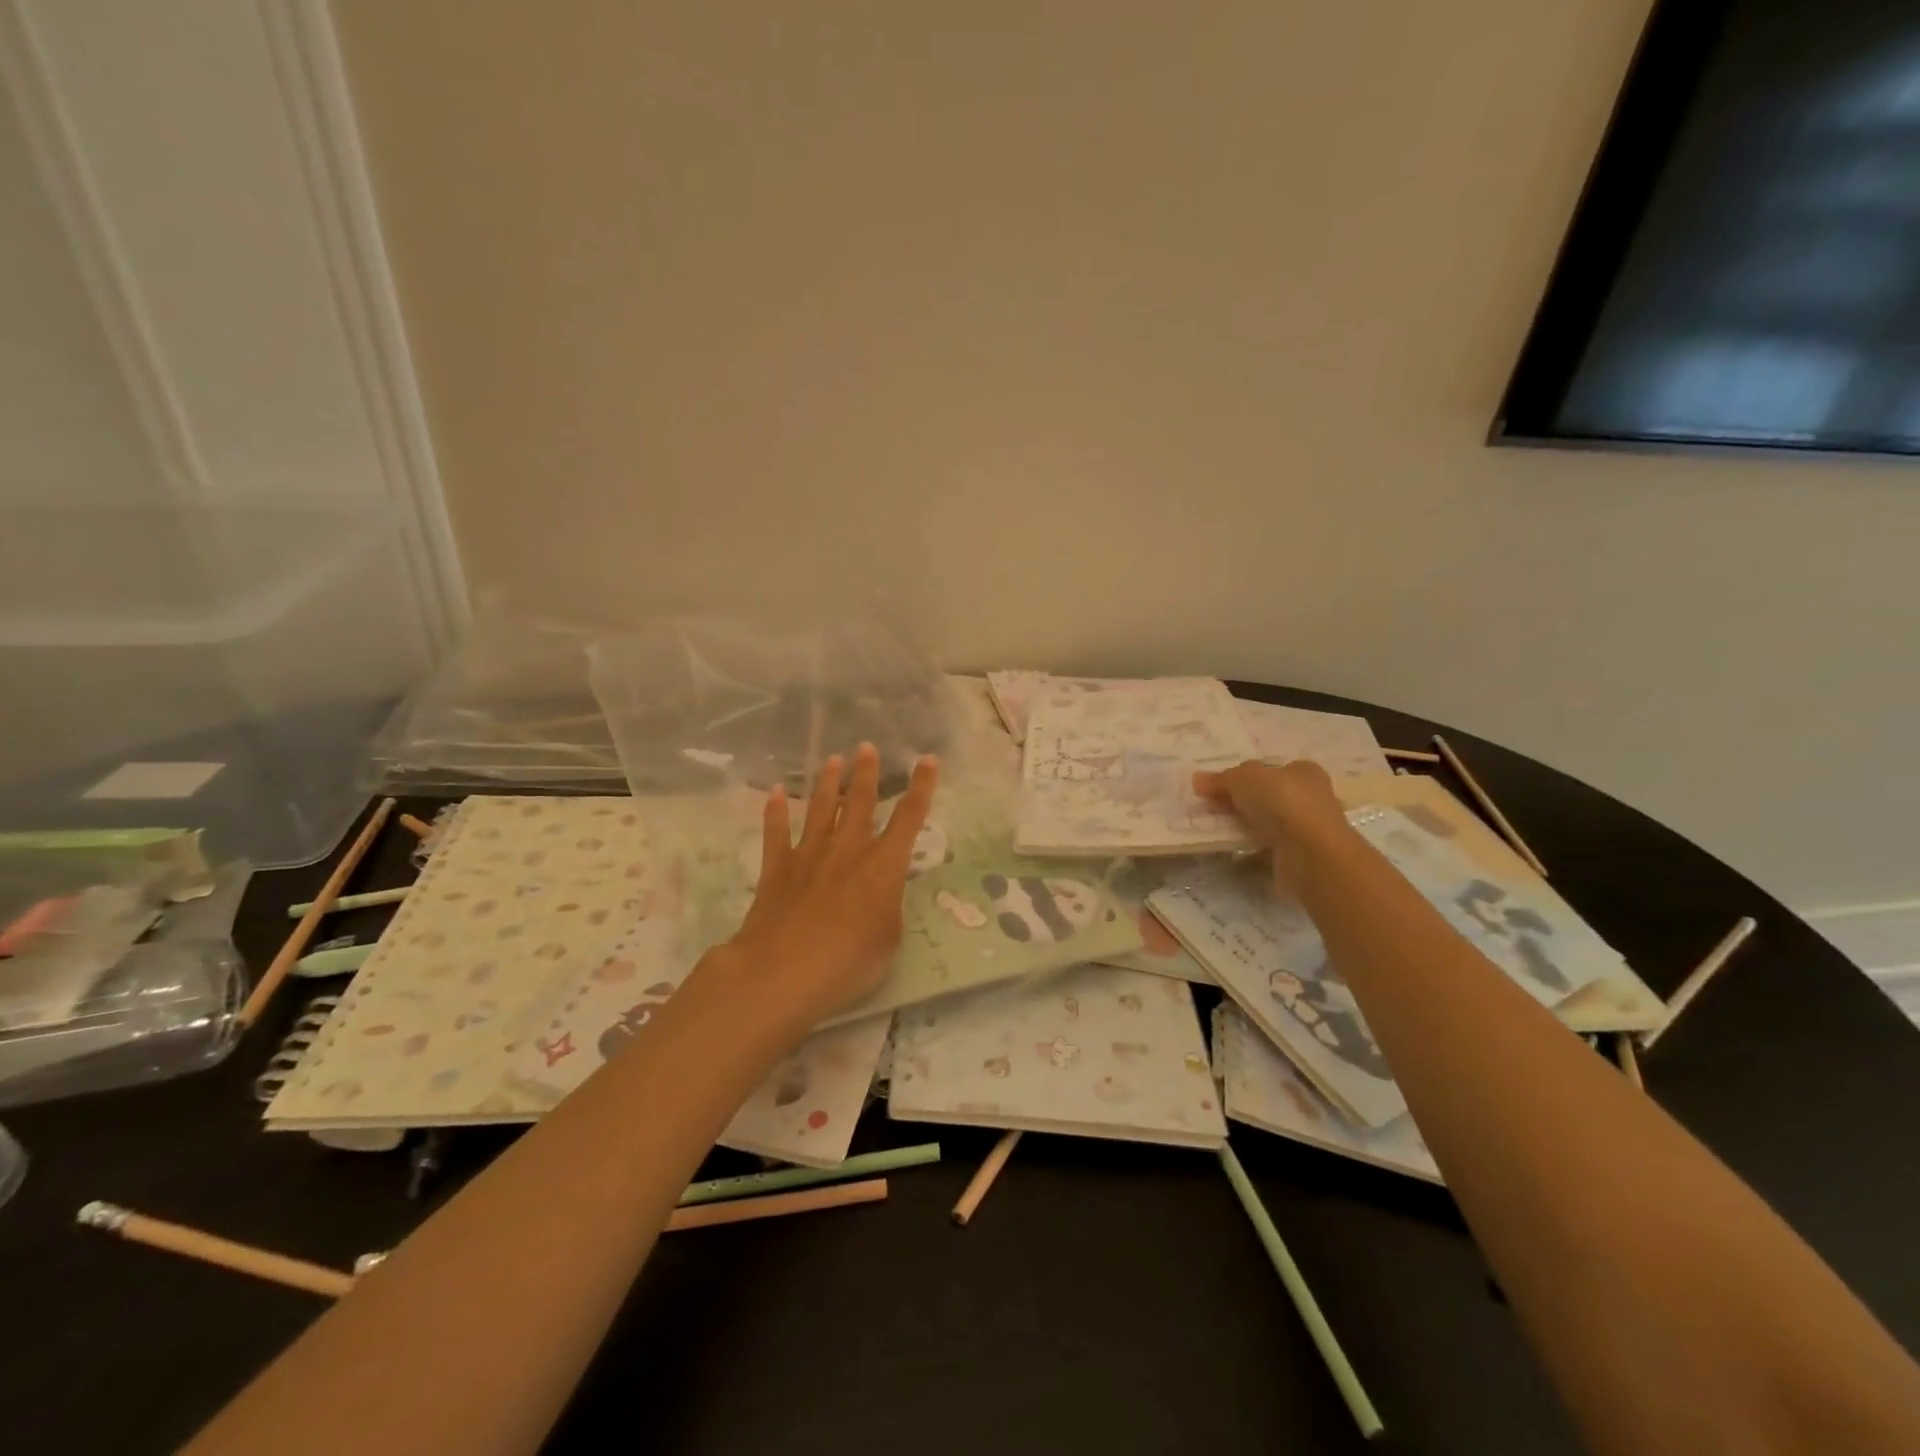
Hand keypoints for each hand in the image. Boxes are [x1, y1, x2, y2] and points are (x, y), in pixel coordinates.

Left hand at [721, 742, 939, 1031]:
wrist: (785, 970)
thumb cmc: (850, 961)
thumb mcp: (889, 939)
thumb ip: (888, 908)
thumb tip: (881, 894)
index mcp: (884, 864)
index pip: (910, 817)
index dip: (922, 786)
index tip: (928, 760)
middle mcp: (848, 848)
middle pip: (860, 801)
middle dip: (866, 772)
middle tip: (866, 747)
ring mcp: (809, 854)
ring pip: (821, 808)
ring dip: (827, 782)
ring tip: (832, 760)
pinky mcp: (777, 868)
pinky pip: (776, 831)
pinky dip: (775, 810)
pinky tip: (776, 792)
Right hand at [1193, 759, 1348, 893]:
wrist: (1310, 853)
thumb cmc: (1282, 801)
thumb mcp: (1244, 779)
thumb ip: (1221, 779)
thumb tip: (1197, 780)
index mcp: (1303, 771)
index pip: (1269, 770)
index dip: (1242, 776)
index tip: (1216, 786)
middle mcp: (1310, 796)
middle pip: (1267, 795)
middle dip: (1239, 800)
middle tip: (1210, 806)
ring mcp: (1306, 828)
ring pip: (1267, 821)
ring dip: (1245, 824)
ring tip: (1215, 827)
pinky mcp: (1300, 854)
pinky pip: (1268, 845)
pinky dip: (1251, 846)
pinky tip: (1233, 848)